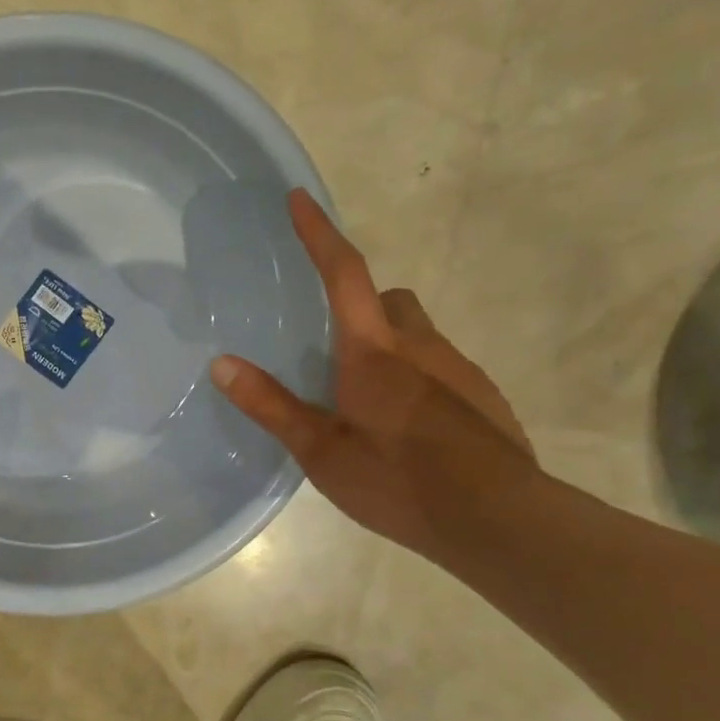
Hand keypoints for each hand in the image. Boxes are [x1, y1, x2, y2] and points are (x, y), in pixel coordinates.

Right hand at [210, 190, 536, 557]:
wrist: (498, 521)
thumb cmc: (399, 481)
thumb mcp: (321, 451)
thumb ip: (272, 406)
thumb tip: (221, 363)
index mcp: (374, 352)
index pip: (343, 274)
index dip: (320, 234)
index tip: (300, 198)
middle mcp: (421, 347)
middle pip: (391, 300)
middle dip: (363, 304)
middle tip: (335, 346)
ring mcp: (460, 371)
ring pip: (419, 336)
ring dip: (392, 348)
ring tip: (368, 401)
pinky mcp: (485, 399)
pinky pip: (444, 370)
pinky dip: (420, 381)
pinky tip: (410, 429)